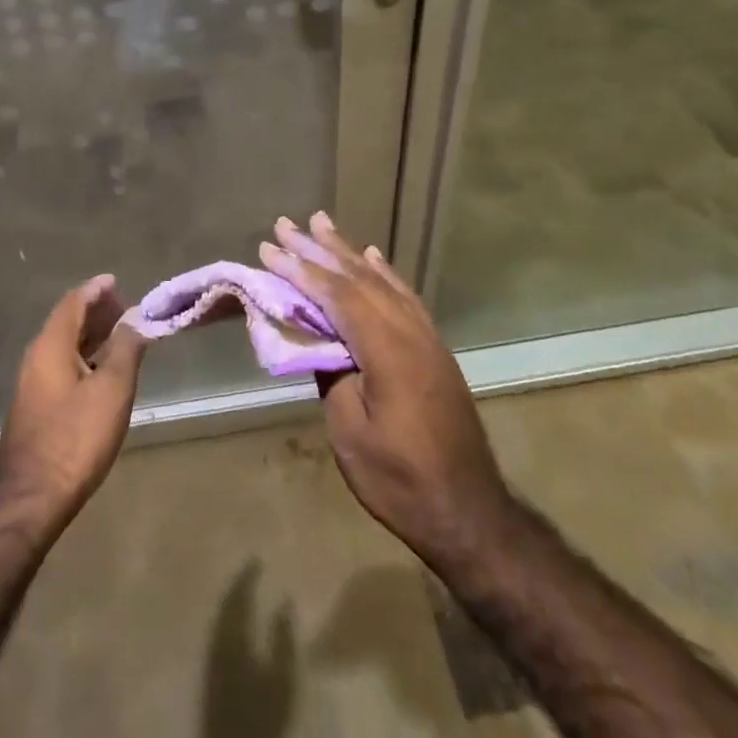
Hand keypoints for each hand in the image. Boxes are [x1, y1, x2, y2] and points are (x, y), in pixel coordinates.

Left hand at [0, 275, 147, 533]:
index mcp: (51, 345)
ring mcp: (33, 383)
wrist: (31, 497)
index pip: (74, 302)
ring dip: (91, 335)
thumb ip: (126, 348)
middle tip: (126, 309)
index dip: (96, 289)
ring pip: (64, 345)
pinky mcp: (36, 406)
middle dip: (96, 311)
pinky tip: (103, 371)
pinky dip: (84, 357)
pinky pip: (62, 365)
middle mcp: (37, 357)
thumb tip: (136, 316)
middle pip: (67, 321)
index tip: (117, 281)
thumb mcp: (112, 389)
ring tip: (122, 335)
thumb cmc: (75, 437)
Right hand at [260, 214, 512, 578]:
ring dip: (349, 252)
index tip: (269, 248)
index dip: (301, 271)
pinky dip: (384, 273)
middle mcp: (411, 333)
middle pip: (360, 279)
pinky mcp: (435, 351)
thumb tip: (320, 340)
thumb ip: (332, 375)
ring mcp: (427, 340)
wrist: (468, 513)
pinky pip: (405, 298)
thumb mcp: (351, 433)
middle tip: (288, 224)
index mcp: (389, 352)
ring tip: (323, 225)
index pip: (338, 297)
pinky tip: (372, 258)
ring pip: (382, 282)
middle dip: (320, 249)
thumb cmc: (400, 481)